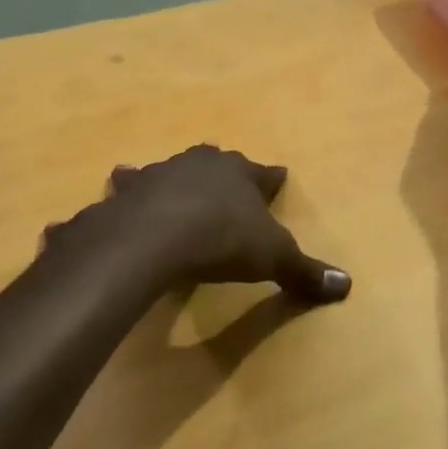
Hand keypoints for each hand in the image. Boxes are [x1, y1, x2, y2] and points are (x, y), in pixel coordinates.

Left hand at [50, 146, 351, 304]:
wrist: (152, 238)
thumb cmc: (221, 239)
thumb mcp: (272, 258)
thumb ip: (305, 271)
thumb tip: (347, 285)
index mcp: (238, 174)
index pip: (264, 174)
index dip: (272, 180)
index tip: (279, 178)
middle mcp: (198, 166)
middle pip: (214, 163)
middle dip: (219, 172)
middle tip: (222, 181)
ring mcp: (157, 176)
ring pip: (165, 172)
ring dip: (166, 179)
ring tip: (155, 181)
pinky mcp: (123, 196)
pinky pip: (120, 196)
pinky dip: (117, 201)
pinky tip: (100, 205)